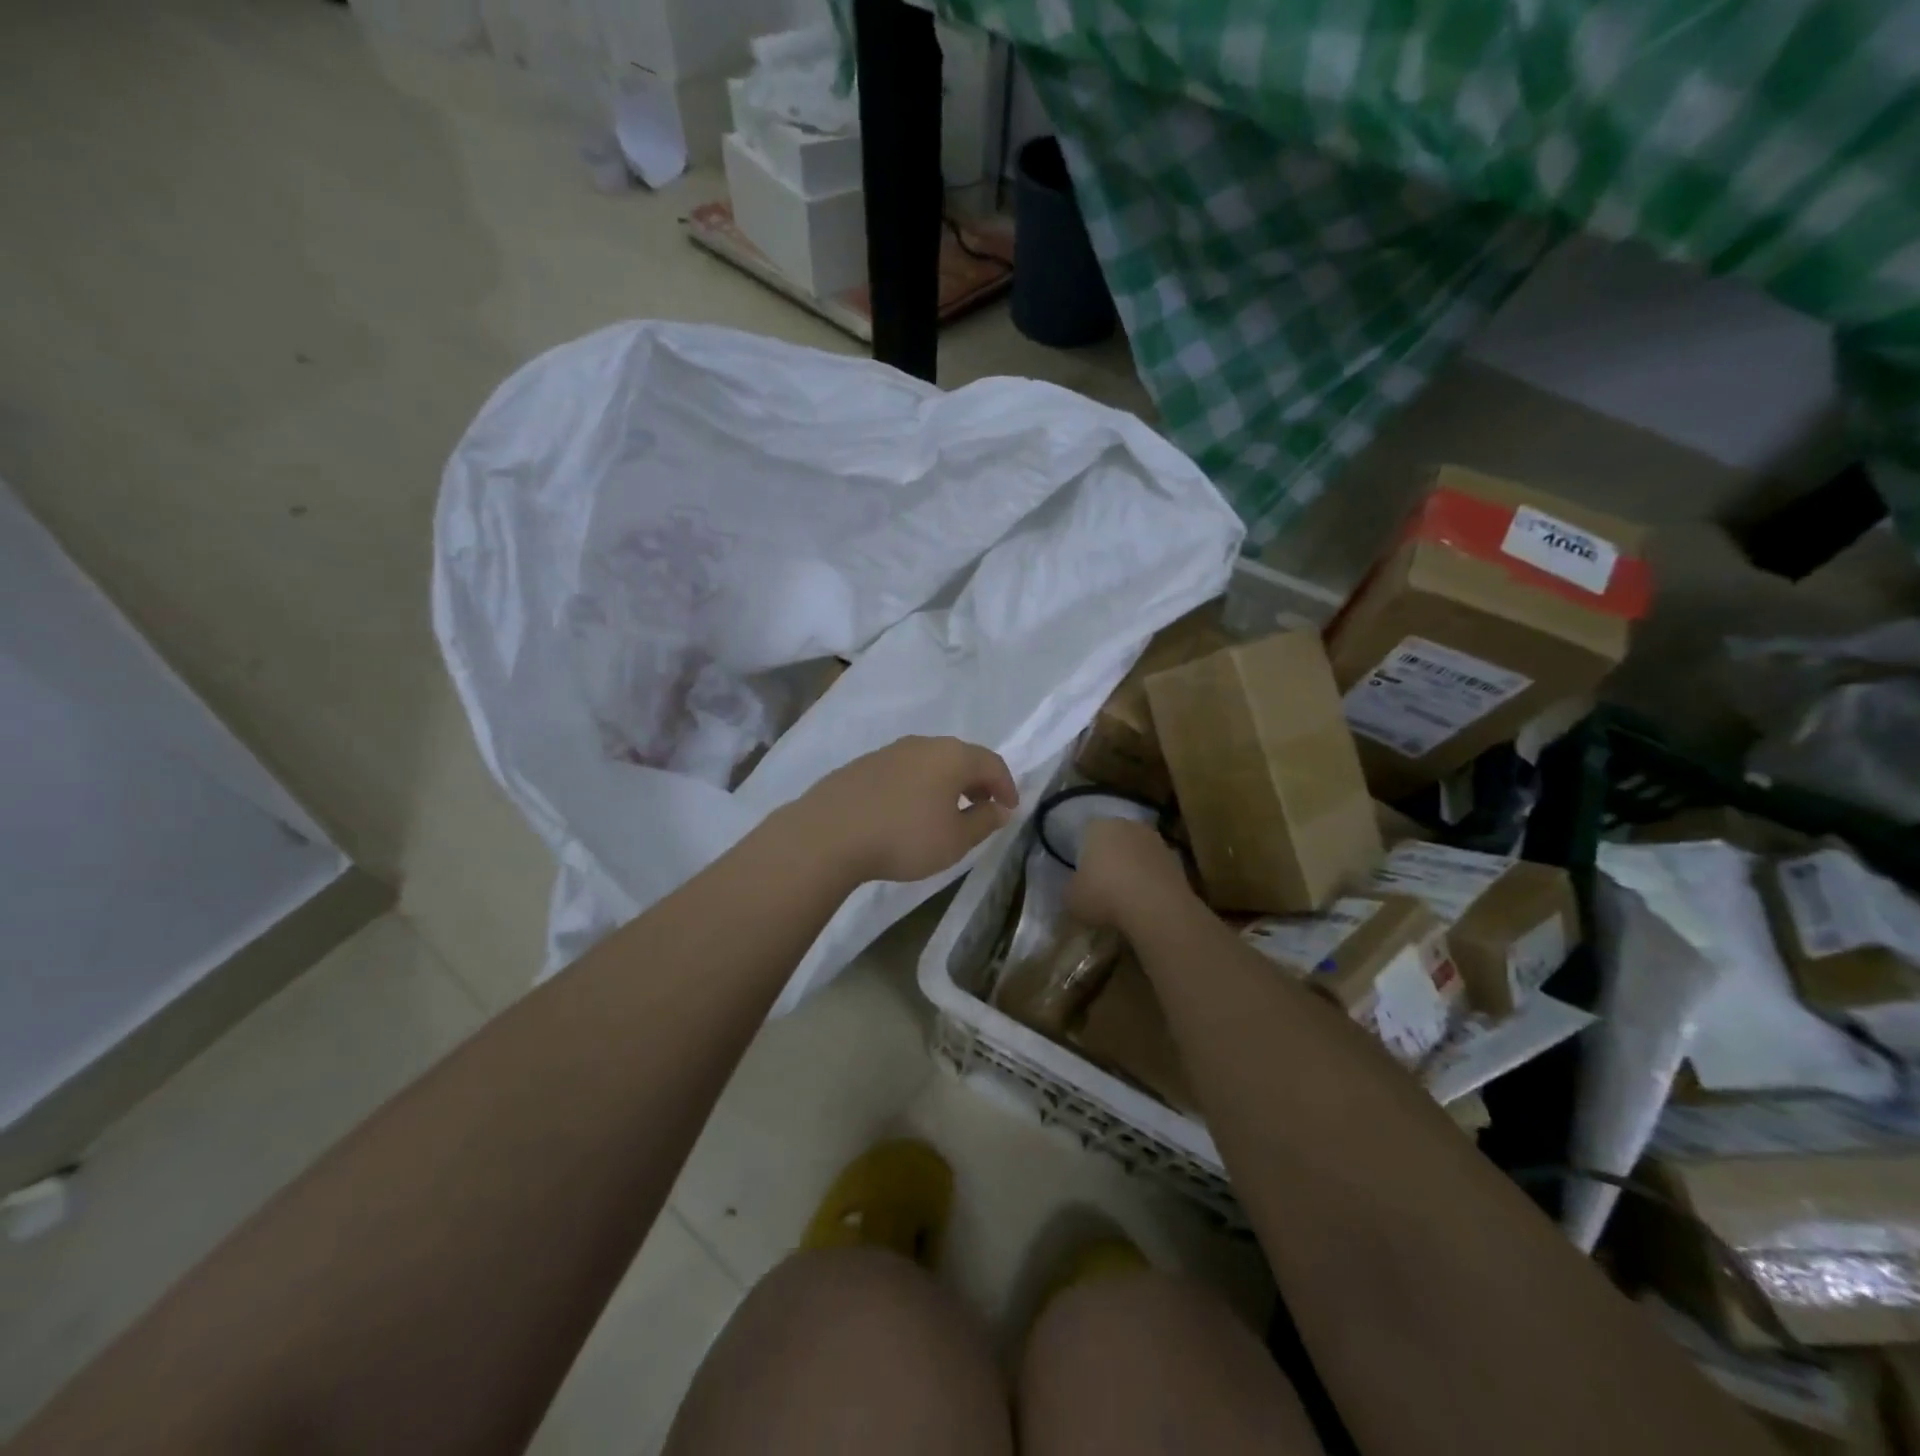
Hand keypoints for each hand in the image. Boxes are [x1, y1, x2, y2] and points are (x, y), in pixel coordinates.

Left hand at [792, 736, 1019, 883]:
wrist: (828, 834)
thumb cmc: (904, 837)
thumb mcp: (955, 840)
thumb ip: (984, 821)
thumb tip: (1000, 808)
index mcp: (952, 756)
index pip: (992, 763)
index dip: (1006, 785)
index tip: (1010, 809)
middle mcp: (923, 744)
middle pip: (960, 757)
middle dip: (977, 782)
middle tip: (983, 807)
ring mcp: (889, 751)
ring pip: (929, 762)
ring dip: (945, 783)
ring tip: (945, 811)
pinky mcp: (862, 765)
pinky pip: (903, 771)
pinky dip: (917, 786)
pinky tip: (908, 811)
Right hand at [1066, 818, 1192, 931]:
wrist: (1156, 908)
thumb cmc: (1104, 895)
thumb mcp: (1071, 898)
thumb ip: (1071, 888)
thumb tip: (1076, 889)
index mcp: (1098, 826)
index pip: (1086, 832)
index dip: (1082, 853)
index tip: (1081, 873)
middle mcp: (1128, 825)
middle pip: (1114, 838)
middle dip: (1109, 857)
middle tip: (1101, 883)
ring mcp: (1156, 840)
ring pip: (1137, 852)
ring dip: (1132, 868)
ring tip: (1124, 895)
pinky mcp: (1177, 860)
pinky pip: (1155, 869)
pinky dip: (1150, 881)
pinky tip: (1144, 901)